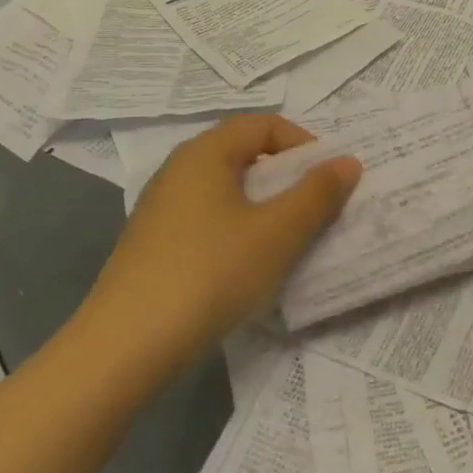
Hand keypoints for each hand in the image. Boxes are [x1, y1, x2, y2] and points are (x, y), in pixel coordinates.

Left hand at [80, 114, 359, 379]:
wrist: (125, 348)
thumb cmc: (210, 274)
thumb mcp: (277, 234)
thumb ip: (317, 194)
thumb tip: (348, 162)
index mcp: (206, 152)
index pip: (265, 124)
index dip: (304, 145)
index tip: (328, 181)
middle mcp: (179, 169)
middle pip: (245, 154)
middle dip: (288, 178)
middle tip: (316, 211)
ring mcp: (162, 208)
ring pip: (228, 190)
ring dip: (265, 207)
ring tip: (289, 241)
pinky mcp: (154, 244)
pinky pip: (209, 219)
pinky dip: (239, 230)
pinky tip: (248, 267)